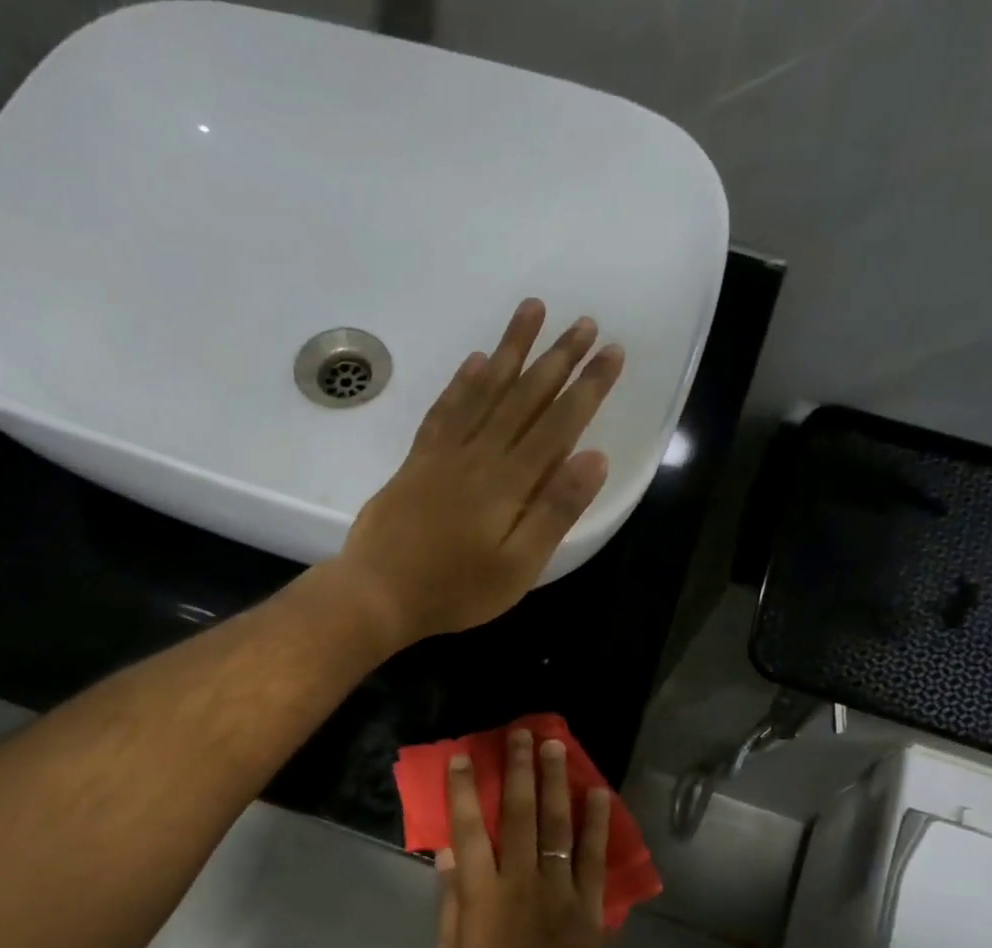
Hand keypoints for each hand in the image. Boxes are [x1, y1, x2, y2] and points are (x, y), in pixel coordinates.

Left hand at [335, 300, 624, 646]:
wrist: (378, 593)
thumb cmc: (455, 590)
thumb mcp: (517, 568)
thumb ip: (555, 512)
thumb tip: (595, 458)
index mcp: (510, 482)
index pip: (559, 424)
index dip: (588, 387)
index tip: (613, 351)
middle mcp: (479, 456)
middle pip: (524, 397)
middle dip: (557, 358)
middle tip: (584, 321)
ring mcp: (443, 455)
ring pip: (483, 391)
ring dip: (510, 350)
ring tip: (531, 309)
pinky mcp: (416, 463)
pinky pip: (443, 411)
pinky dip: (460, 383)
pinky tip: (474, 361)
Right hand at [435, 726, 612, 947]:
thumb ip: (451, 900)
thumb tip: (448, 852)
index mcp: (483, 892)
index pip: (468, 830)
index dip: (463, 791)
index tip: (463, 757)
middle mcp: (520, 878)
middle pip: (518, 814)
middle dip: (518, 770)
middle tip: (521, 734)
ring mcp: (559, 887)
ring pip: (557, 825)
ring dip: (555, 783)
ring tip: (556, 747)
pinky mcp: (588, 901)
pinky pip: (593, 856)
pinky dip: (597, 824)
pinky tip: (599, 794)